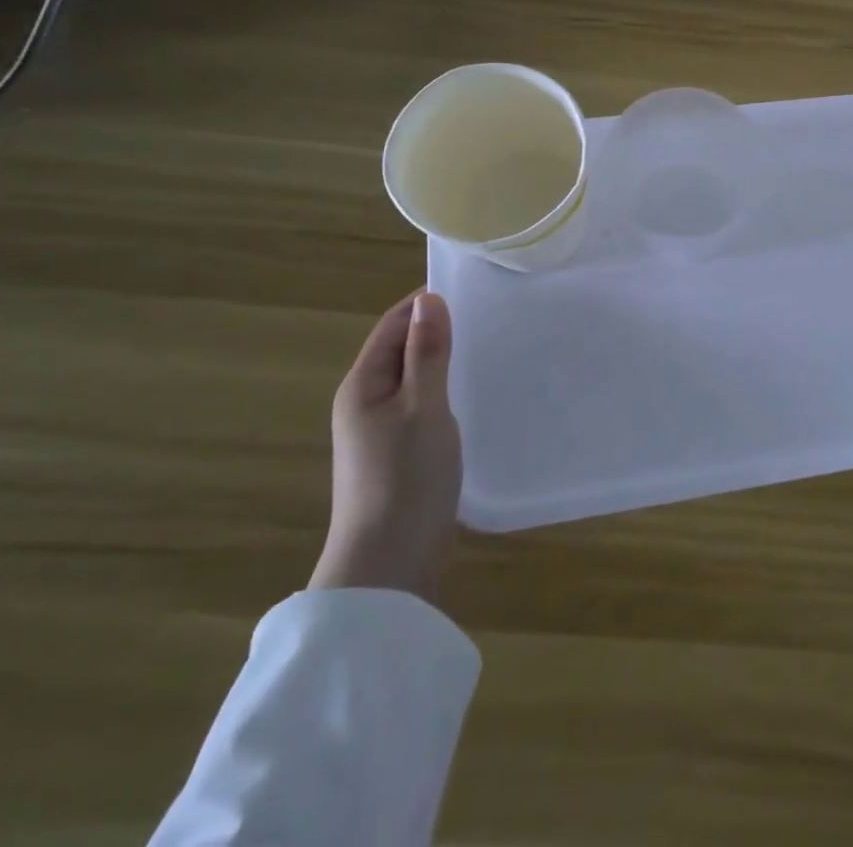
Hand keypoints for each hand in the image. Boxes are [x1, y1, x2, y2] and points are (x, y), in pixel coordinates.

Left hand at [309, 292, 461, 601]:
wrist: (389, 561)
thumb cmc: (406, 476)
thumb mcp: (423, 406)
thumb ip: (427, 352)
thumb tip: (429, 298)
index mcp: (362, 385)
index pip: (393, 324)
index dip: (426, 304)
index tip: (473, 289)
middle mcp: (365, 402)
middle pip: (402, 349)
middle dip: (438, 330)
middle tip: (490, 317)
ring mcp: (380, 430)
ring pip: (414, 378)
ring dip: (443, 361)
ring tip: (488, 348)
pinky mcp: (399, 452)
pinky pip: (422, 404)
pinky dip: (445, 390)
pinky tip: (473, 394)